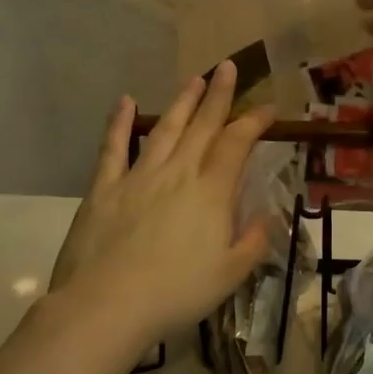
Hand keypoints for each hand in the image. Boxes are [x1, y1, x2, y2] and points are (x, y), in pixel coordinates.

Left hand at [45, 63, 272, 361]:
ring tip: (195, 79)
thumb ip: (252, 242)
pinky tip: (126, 102)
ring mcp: (139, 176)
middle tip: (229, 68)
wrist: (108, 305)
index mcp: (211, 192)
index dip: (254, 122)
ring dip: (182, 102)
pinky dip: (120, 123)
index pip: (237, 144)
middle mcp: (178, 173)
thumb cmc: (176, 293)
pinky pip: (113, 148)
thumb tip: (264, 218)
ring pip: (165, 129)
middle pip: (202, 126)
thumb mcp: (230, 274)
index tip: (268, 108)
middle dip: (219, 95)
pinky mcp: (104, 188)